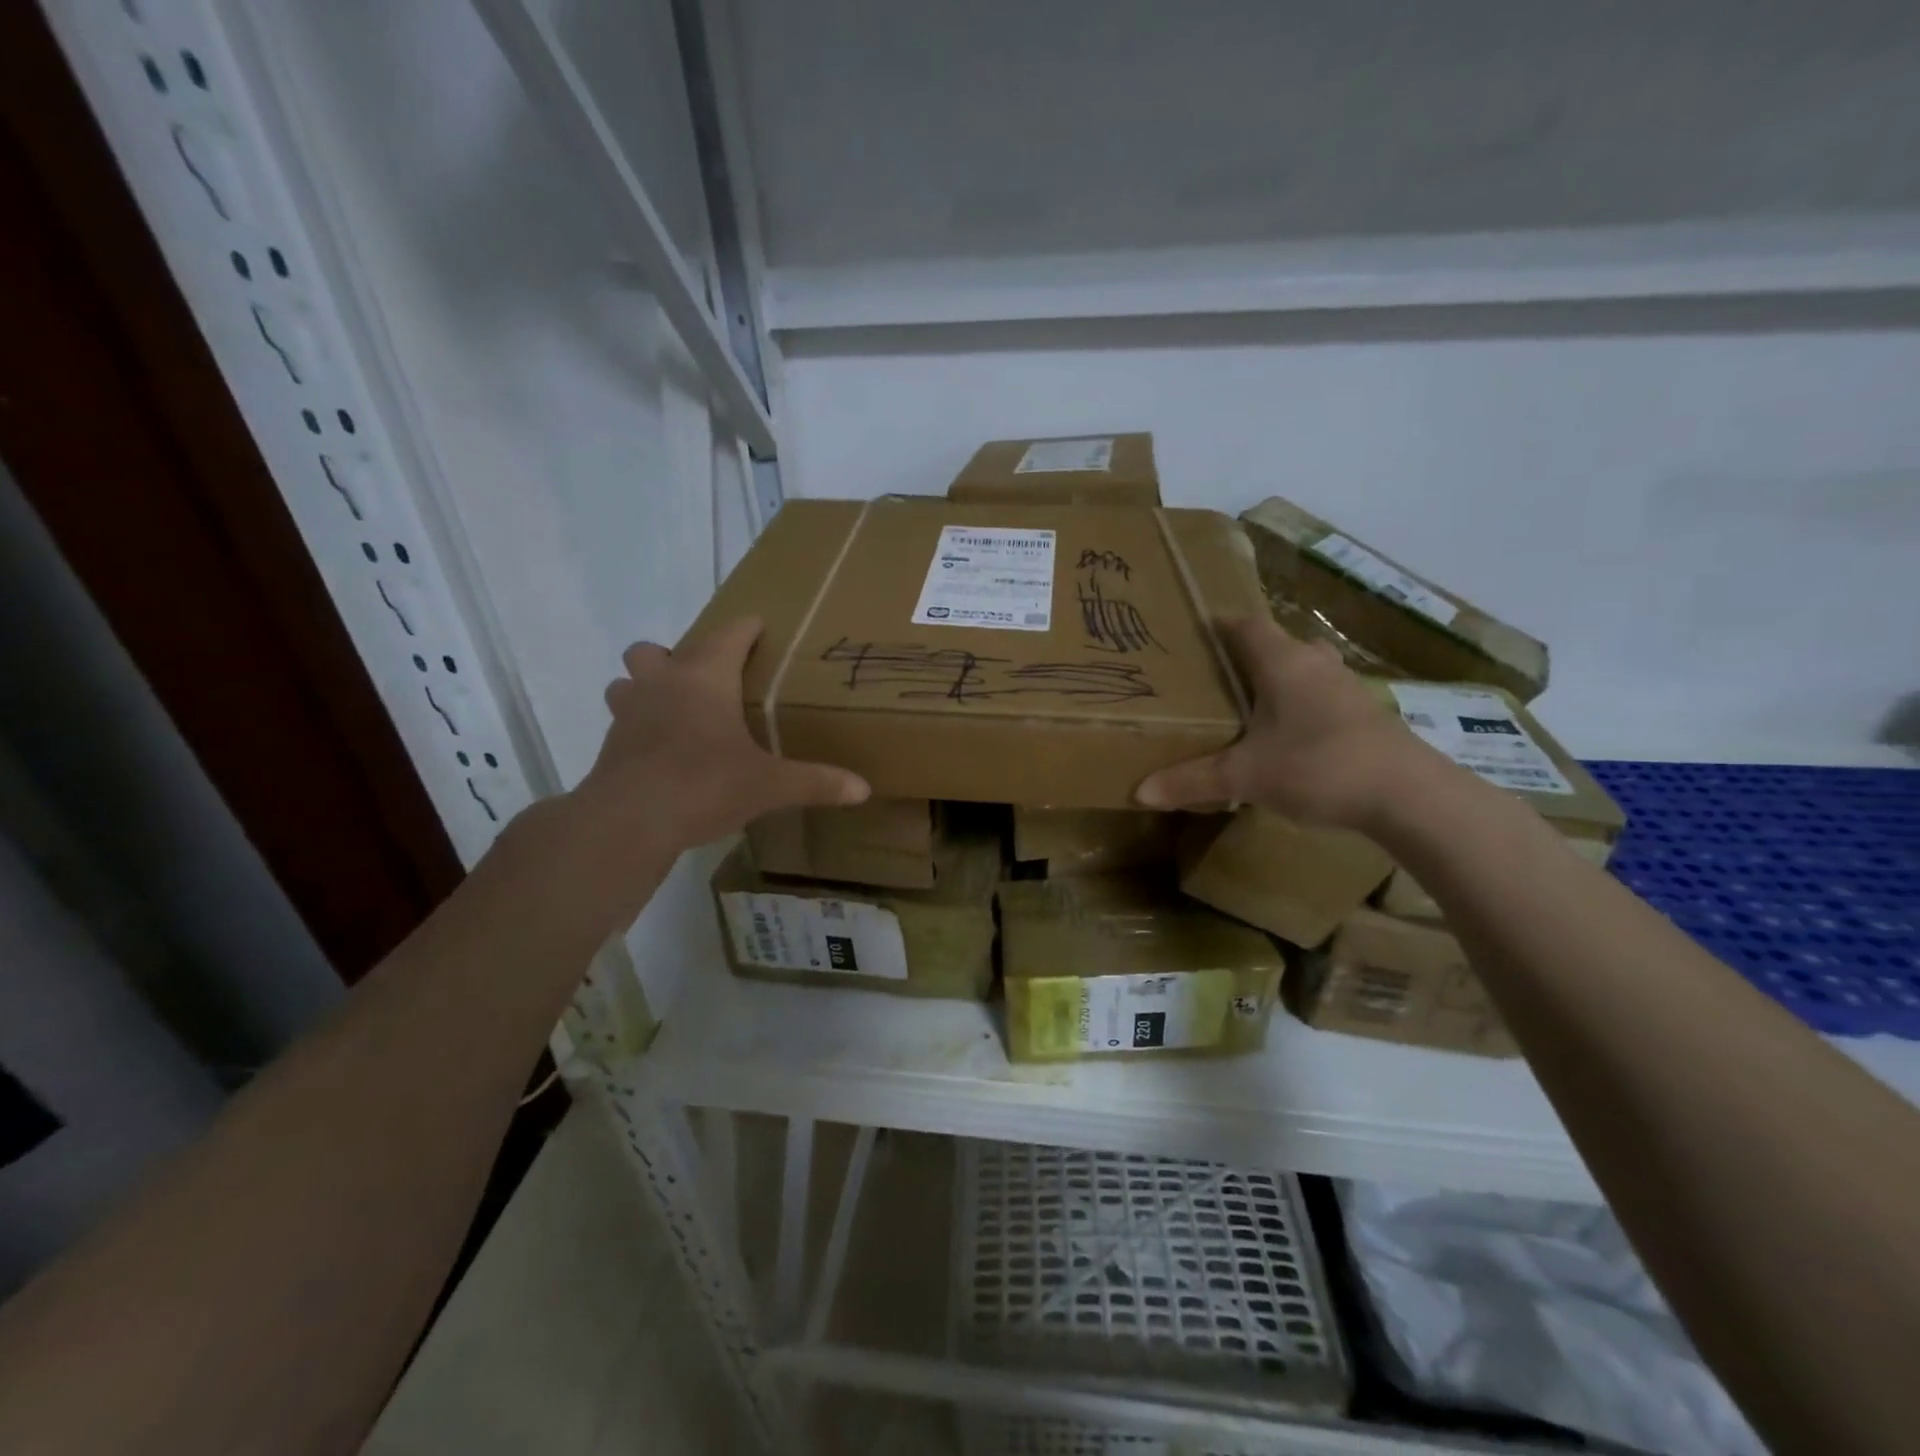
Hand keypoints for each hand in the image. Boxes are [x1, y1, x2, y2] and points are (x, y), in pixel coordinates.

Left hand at [564, 617, 868, 889]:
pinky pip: (622, 723)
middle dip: (675, 657)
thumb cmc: (705, 784)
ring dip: (645, 688)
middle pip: (653, 650)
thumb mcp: (770, 785)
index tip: (759, 626)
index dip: (746, 628)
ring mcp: (628, 714)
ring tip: (674, 712)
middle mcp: (662, 685)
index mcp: (705, 679)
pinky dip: (639, 728)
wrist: (629, 821)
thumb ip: (816, 782)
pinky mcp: (609, 747)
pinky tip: (661, 753)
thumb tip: (863, 789)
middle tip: (704, 682)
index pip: (728, 635)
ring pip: (627, 682)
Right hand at [1134, 614, 1427, 830]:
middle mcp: (1315, 664)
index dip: (1219, 625)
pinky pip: (1324, 695)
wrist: (1408, 795)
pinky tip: (1290, 735)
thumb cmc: (1317, 766)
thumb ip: (1191, 781)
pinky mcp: (1366, 714)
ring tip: (1251, 704)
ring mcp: (1347, 687)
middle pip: (1278, 643)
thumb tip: (1139, 792)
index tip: (1192, 634)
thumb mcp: (1244, 777)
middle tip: (1217, 676)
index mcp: (1282, 663)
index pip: (1245, 625)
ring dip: (1281, 679)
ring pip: (1306, 669)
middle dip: (1248, 655)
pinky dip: (1303, 704)